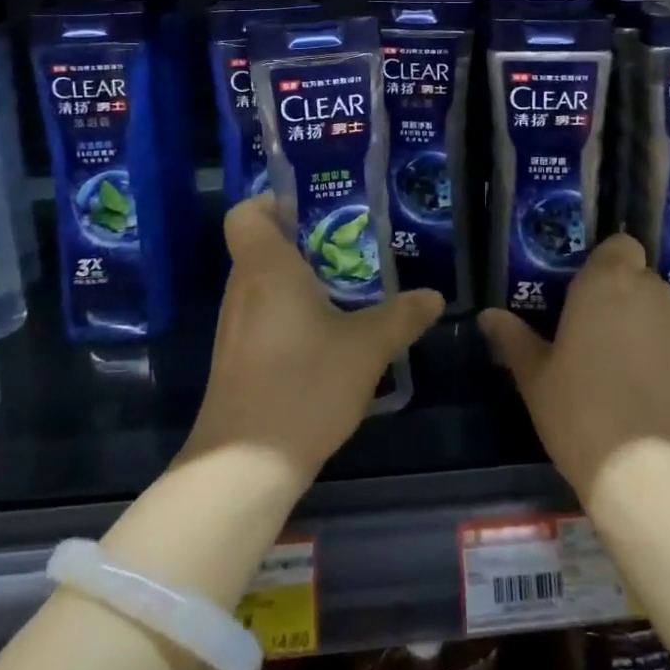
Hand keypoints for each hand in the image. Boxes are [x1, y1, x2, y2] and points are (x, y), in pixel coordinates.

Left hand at [183, 196, 443, 484]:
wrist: (244, 467)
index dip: (271, 202)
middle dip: (302, 241)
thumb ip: (401, 317)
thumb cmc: (303, 384)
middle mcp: (243, 288)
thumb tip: (434, 296)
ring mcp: (235, 327)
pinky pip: (263, 315)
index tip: (310, 210)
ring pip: (264, 284)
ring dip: (299, 281)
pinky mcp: (237, 359)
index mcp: (266, 268)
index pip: (246, 213)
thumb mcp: (366, 348)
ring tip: (346, 288)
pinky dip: (290, 313)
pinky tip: (326, 337)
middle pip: (260, 246)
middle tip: (348, 247)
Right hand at [480, 234, 669, 512]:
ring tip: (632, 371)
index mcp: (607, 283)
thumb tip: (488, 316)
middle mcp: (653, 293)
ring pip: (667, 313)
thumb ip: (513, 338)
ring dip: (651, 328)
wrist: (653, 477)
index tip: (590, 293)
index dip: (608, 264)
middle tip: (601, 336)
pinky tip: (660, 397)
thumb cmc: (581, 413)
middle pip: (642, 279)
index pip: (620, 245)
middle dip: (625, 298)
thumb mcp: (535, 378)